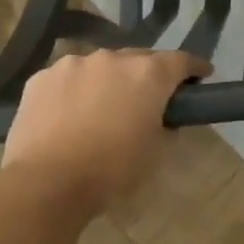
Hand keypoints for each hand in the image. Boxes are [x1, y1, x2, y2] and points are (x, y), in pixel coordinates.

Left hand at [0, 48, 210, 213]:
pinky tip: (68, 115)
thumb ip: (167, 126)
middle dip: (148, 75)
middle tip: (149, 99)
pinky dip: (74, 91)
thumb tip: (164, 117)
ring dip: (108, 81)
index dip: (195, 68)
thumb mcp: (156, 154)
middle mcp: (114, 58)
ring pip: (101, 67)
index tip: (202, 76)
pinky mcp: (41, 78)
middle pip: (140, 59)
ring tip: (102, 108)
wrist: (44, 185)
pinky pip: (68, 78)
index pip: (182, 60)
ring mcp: (74, 64)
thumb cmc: (111, 171)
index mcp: (148, 74)